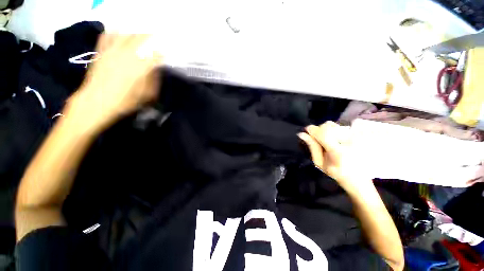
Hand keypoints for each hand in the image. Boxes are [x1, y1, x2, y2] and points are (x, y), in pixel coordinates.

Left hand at [64, 34, 160, 130]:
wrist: (97, 101)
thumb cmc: (125, 100)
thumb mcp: (146, 95)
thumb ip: (153, 81)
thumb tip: (155, 70)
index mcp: (140, 67)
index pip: (154, 56)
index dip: (160, 54)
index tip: (163, 54)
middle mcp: (127, 55)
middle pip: (140, 39)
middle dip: (149, 36)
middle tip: (154, 35)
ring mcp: (112, 51)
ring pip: (125, 35)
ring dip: (133, 33)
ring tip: (138, 33)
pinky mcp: (101, 52)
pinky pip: (107, 37)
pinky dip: (113, 32)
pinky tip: (117, 32)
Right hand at [298, 121, 372, 193]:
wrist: (359, 178)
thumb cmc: (336, 173)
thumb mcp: (319, 163)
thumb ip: (312, 147)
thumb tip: (302, 134)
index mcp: (338, 152)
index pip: (323, 133)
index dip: (312, 129)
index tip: (306, 130)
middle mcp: (349, 141)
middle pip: (328, 125)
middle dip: (318, 129)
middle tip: (317, 138)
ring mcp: (356, 137)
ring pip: (334, 124)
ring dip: (326, 129)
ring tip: (327, 139)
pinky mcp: (359, 135)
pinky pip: (341, 126)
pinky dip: (333, 130)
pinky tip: (335, 139)